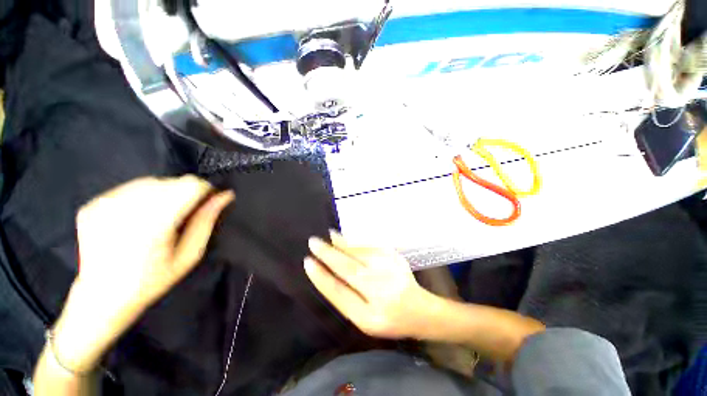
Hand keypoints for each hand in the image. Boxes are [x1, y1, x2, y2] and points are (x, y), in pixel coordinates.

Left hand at [53, 176, 233, 371]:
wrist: (101, 297)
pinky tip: (137, 218)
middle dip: (183, 193)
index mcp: (154, 224)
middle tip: (181, 216)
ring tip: (158, 218)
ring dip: (162, 194)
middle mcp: (127, 208)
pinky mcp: (92, 204)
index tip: (206, 202)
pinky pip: (128, 188)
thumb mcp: (189, 254)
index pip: (190, 185)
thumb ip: (206, 221)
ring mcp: (105, 204)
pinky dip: (140, 198)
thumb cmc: (152, 280)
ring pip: (150, 182)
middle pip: (171, 182)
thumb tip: (224, 196)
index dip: (204, 190)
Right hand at [305, 232, 435, 338]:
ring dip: (342, 243)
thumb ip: (346, 298)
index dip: (321, 277)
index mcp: (369, 316)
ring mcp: (390, 271)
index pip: (339, 292)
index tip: (308, 262)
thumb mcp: (364, 319)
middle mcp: (380, 291)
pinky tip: (347, 236)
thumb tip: (327, 272)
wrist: (420, 310)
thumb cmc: (388, 319)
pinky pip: (371, 246)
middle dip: (328, 254)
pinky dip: (356, 240)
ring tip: (329, 235)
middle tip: (313, 242)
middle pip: (348, 269)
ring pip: (360, 253)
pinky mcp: (395, 257)